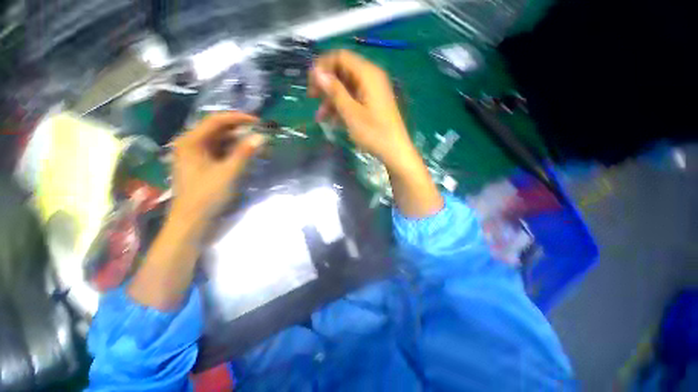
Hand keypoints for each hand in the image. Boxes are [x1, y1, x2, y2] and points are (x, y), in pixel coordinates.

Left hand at [170, 112, 265, 229]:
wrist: (192, 221)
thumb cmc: (207, 196)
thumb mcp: (228, 173)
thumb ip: (244, 153)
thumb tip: (261, 136)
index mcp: (191, 142)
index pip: (216, 121)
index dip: (238, 118)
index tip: (258, 121)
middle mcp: (190, 144)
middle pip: (217, 130)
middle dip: (239, 130)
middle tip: (259, 133)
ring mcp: (195, 155)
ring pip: (219, 141)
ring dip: (238, 141)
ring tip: (256, 144)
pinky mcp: (202, 165)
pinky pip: (219, 151)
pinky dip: (233, 151)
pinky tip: (246, 155)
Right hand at [309, 50, 413, 167]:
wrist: (395, 151)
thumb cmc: (373, 133)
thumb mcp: (351, 113)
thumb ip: (334, 91)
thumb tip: (317, 72)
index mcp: (368, 74)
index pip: (340, 57)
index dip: (322, 66)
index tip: (310, 83)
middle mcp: (371, 77)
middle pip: (343, 71)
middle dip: (326, 85)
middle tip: (312, 99)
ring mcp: (373, 91)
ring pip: (347, 87)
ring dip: (332, 100)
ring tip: (320, 117)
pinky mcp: (373, 103)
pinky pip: (354, 98)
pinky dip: (342, 107)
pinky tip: (333, 121)